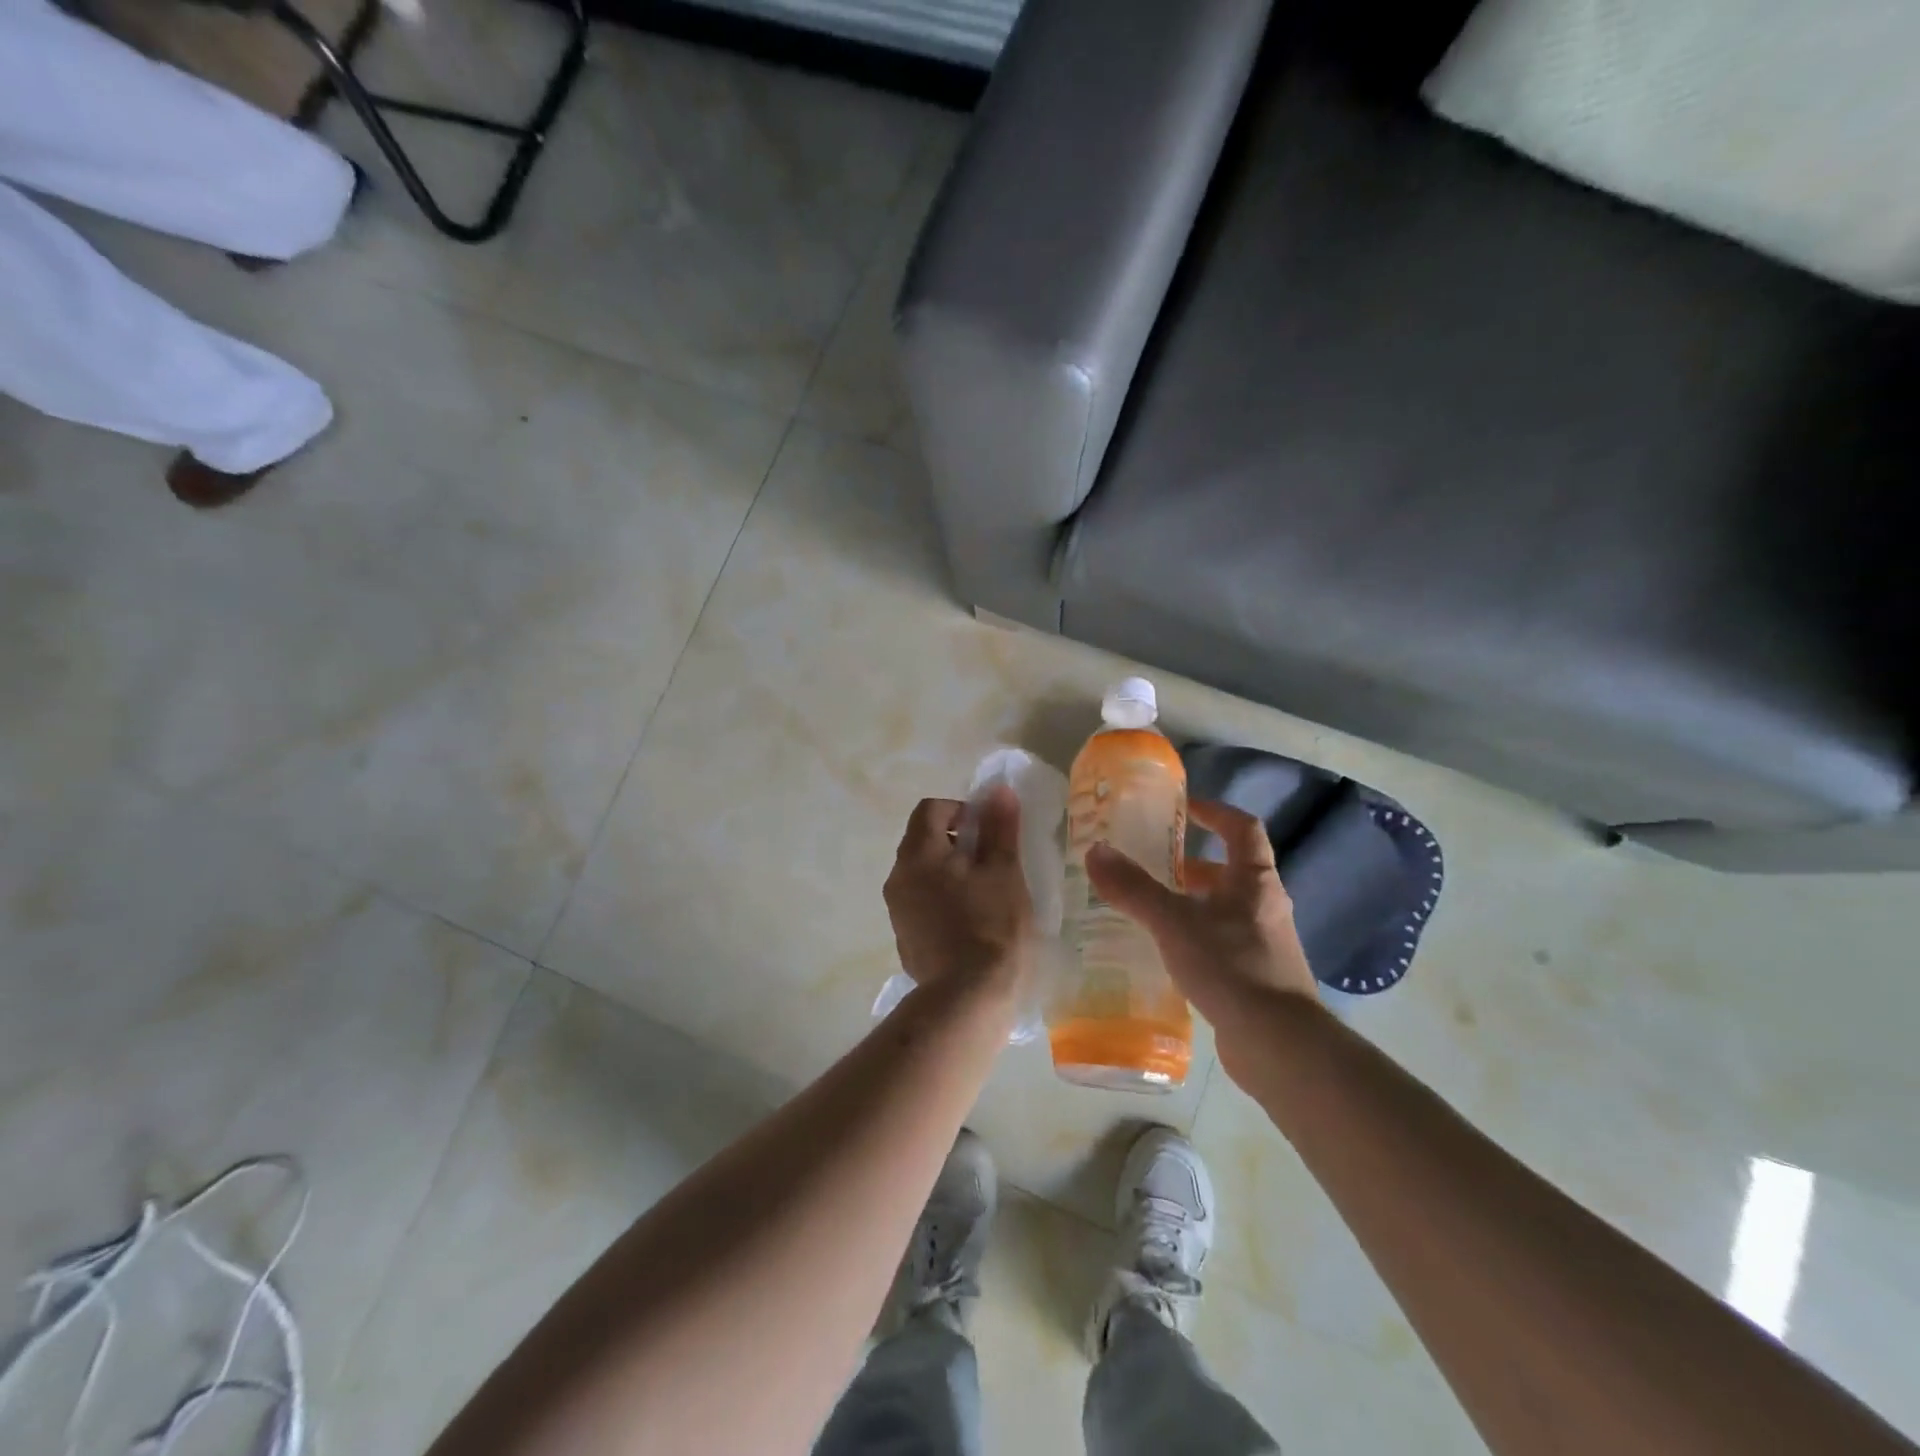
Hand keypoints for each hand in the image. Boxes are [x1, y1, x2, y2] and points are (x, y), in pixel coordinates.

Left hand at [884, 786, 1034, 1005]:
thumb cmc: (991, 926)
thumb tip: (998, 791)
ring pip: (922, 873)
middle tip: (991, 860)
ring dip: (949, 870)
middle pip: (923, 839)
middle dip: (956, 840)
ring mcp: (897, 910)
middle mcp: (898, 877)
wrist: (968, 998)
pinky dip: (942, 897)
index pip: (930, 809)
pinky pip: (921, 901)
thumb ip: (999, 828)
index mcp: (918, 855)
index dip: (961, 809)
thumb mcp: (1004, 872)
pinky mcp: (904, 937)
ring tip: (984, 891)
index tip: (988, 831)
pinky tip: (971, 920)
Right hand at [1086, 800, 1318, 1082]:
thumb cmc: (1231, 967)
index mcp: (1255, 881)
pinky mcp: (1256, 977)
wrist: (1278, 1045)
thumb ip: (1134, 888)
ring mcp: (1264, 943)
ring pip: (1222, 909)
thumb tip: (1095, 852)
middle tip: (1149, 863)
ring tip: (1146, 908)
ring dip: (1189, 902)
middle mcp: (1265, 906)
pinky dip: (1193, 937)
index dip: (1213, 812)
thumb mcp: (1174, 922)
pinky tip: (1163, 952)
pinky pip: (1220, 942)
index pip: (1242, 828)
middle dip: (1189, 864)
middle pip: (1229, 870)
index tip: (1181, 809)